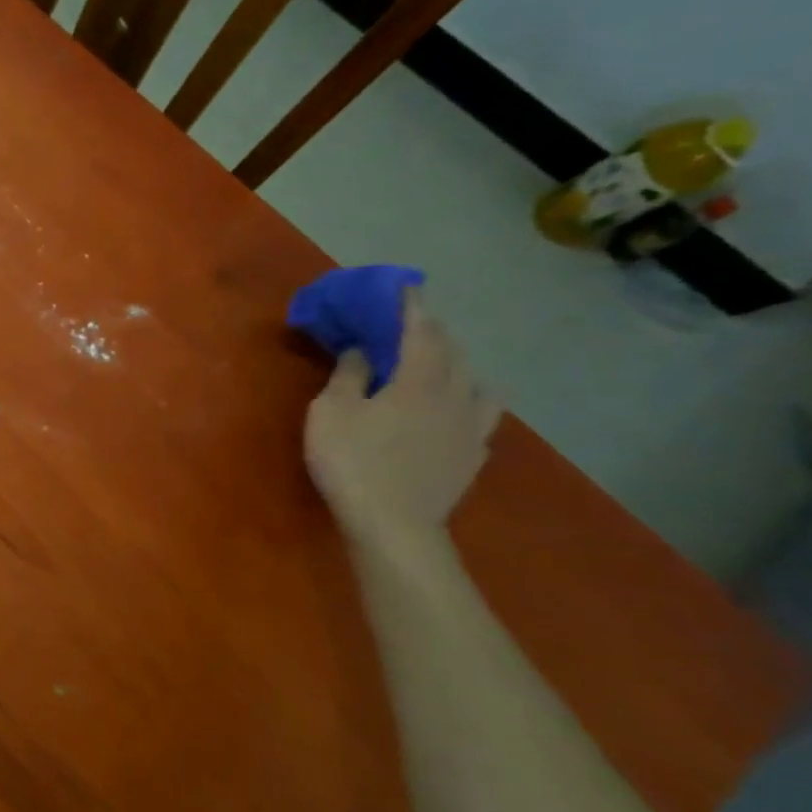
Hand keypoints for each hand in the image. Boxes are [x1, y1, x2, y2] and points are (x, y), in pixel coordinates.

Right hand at [304, 291, 501, 542]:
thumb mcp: (331, 413)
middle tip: (414, 322)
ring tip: (443, 365)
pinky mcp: (472, 457)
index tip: (406, 287)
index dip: (411, 307)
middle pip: (452, 353)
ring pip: (476, 383)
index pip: (420, 332)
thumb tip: (363, 350)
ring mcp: (469, 429)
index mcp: (418, 381)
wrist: (394, 525)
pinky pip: (480, 417)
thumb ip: (349, 376)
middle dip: (433, 332)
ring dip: (459, 365)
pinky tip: (457, 411)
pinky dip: (469, 402)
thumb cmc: (353, 462)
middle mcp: (453, 397)